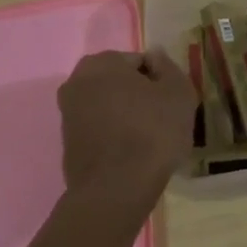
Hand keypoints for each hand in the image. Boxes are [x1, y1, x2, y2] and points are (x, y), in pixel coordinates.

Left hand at [57, 50, 195, 209]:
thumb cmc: (153, 131)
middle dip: (140, 95)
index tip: (171, 101)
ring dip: (128, 114)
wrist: (117, 189)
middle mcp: (76, 82)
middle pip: (121, 82)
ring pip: (110, 105)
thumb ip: (167, 66)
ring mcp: (67, 114)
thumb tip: (154, 57)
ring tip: (149, 137)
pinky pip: (100, 128)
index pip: (140, 61)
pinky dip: (115, 133)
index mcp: (102, 63)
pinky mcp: (68, 143)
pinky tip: (133, 151)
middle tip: (163, 117)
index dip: (160, 80)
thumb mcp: (178, 91)